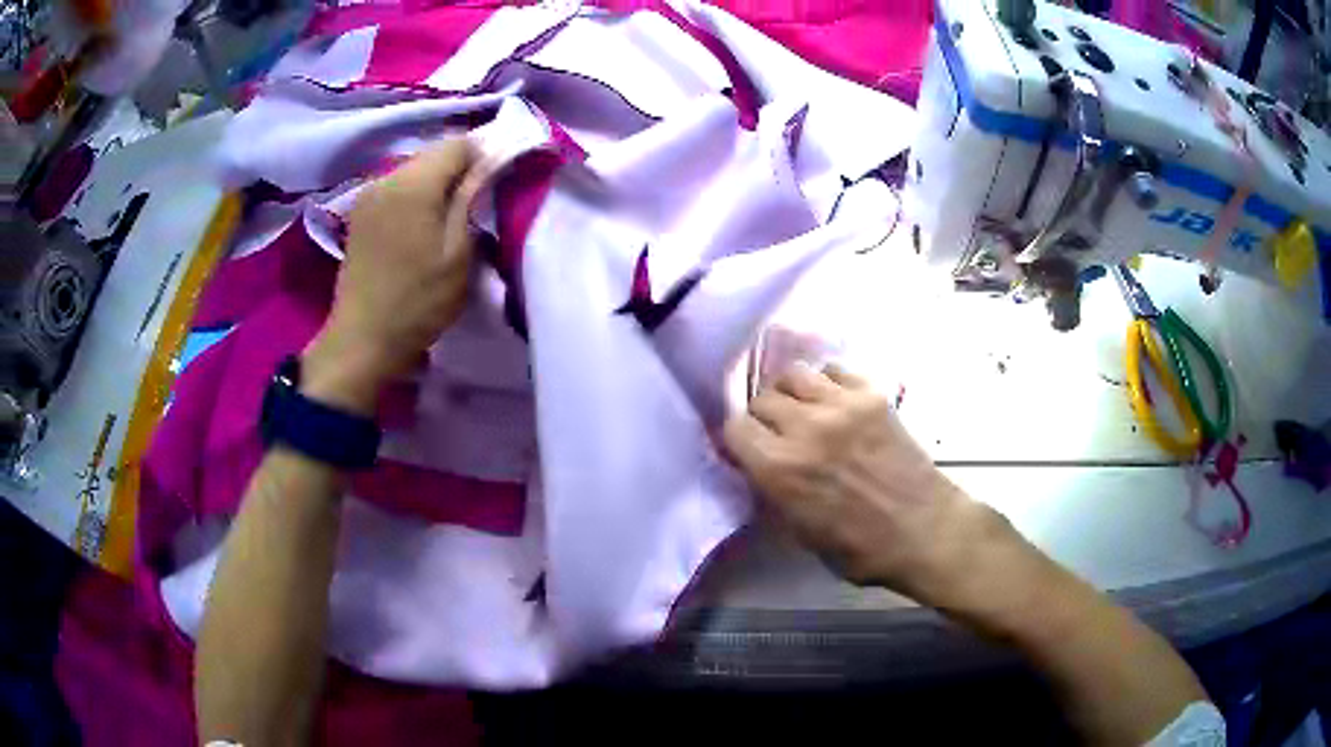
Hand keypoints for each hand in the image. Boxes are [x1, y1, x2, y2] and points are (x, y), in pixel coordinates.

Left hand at [302, 140, 486, 413]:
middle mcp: (386, 177)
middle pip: (433, 153)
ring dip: (436, 183)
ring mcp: (368, 193)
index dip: (483, 157)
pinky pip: (396, 186)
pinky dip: (414, 195)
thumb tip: (487, 163)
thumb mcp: (459, 254)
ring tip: (448, 218)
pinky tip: (420, 224)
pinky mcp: (360, 211)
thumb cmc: (418, 302)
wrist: (363, 339)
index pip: (458, 144)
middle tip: (475, 205)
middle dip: (459, 169)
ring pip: (414, 169)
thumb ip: (471, 199)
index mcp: (413, 184)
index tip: (494, 186)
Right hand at [722, 363, 1021, 609]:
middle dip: (763, 416)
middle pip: (762, 397)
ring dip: (791, 393)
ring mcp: (842, 405)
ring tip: (804, 411)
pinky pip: (834, 370)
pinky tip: (835, 404)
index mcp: (780, 468)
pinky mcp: (872, 396)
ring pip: (794, 374)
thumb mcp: (800, 532)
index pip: (734, 426)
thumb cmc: (861, 548)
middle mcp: (805, 427)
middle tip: (778, 433)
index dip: (738, 439)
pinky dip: (826, 383)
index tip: (748, 449)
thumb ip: (773, 491)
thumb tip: (758, 466)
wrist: (924, 530)